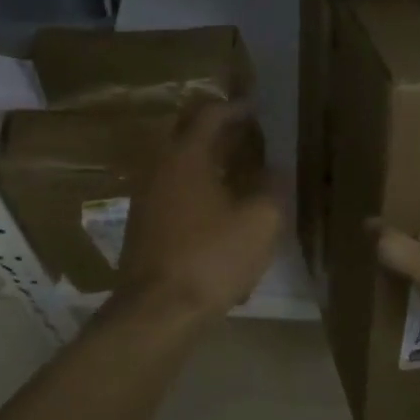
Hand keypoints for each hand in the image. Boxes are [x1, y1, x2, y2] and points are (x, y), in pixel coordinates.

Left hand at [115, 101, 284, 323]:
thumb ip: (272, 188)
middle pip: (189, 135)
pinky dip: (196, 188)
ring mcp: (146, 197)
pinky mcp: (143, 225)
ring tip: (240, 173)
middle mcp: (160, 167)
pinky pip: (173, 191)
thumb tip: (276, 170)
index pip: (210, 115)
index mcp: (186, 156)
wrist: (158, 310)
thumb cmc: (212, 258)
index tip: (258, 110)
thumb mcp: (260, 222)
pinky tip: (218, 210)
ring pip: (179, 165)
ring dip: (208, 162)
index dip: (237, 109)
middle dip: (220, 132)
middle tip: (249, 138)